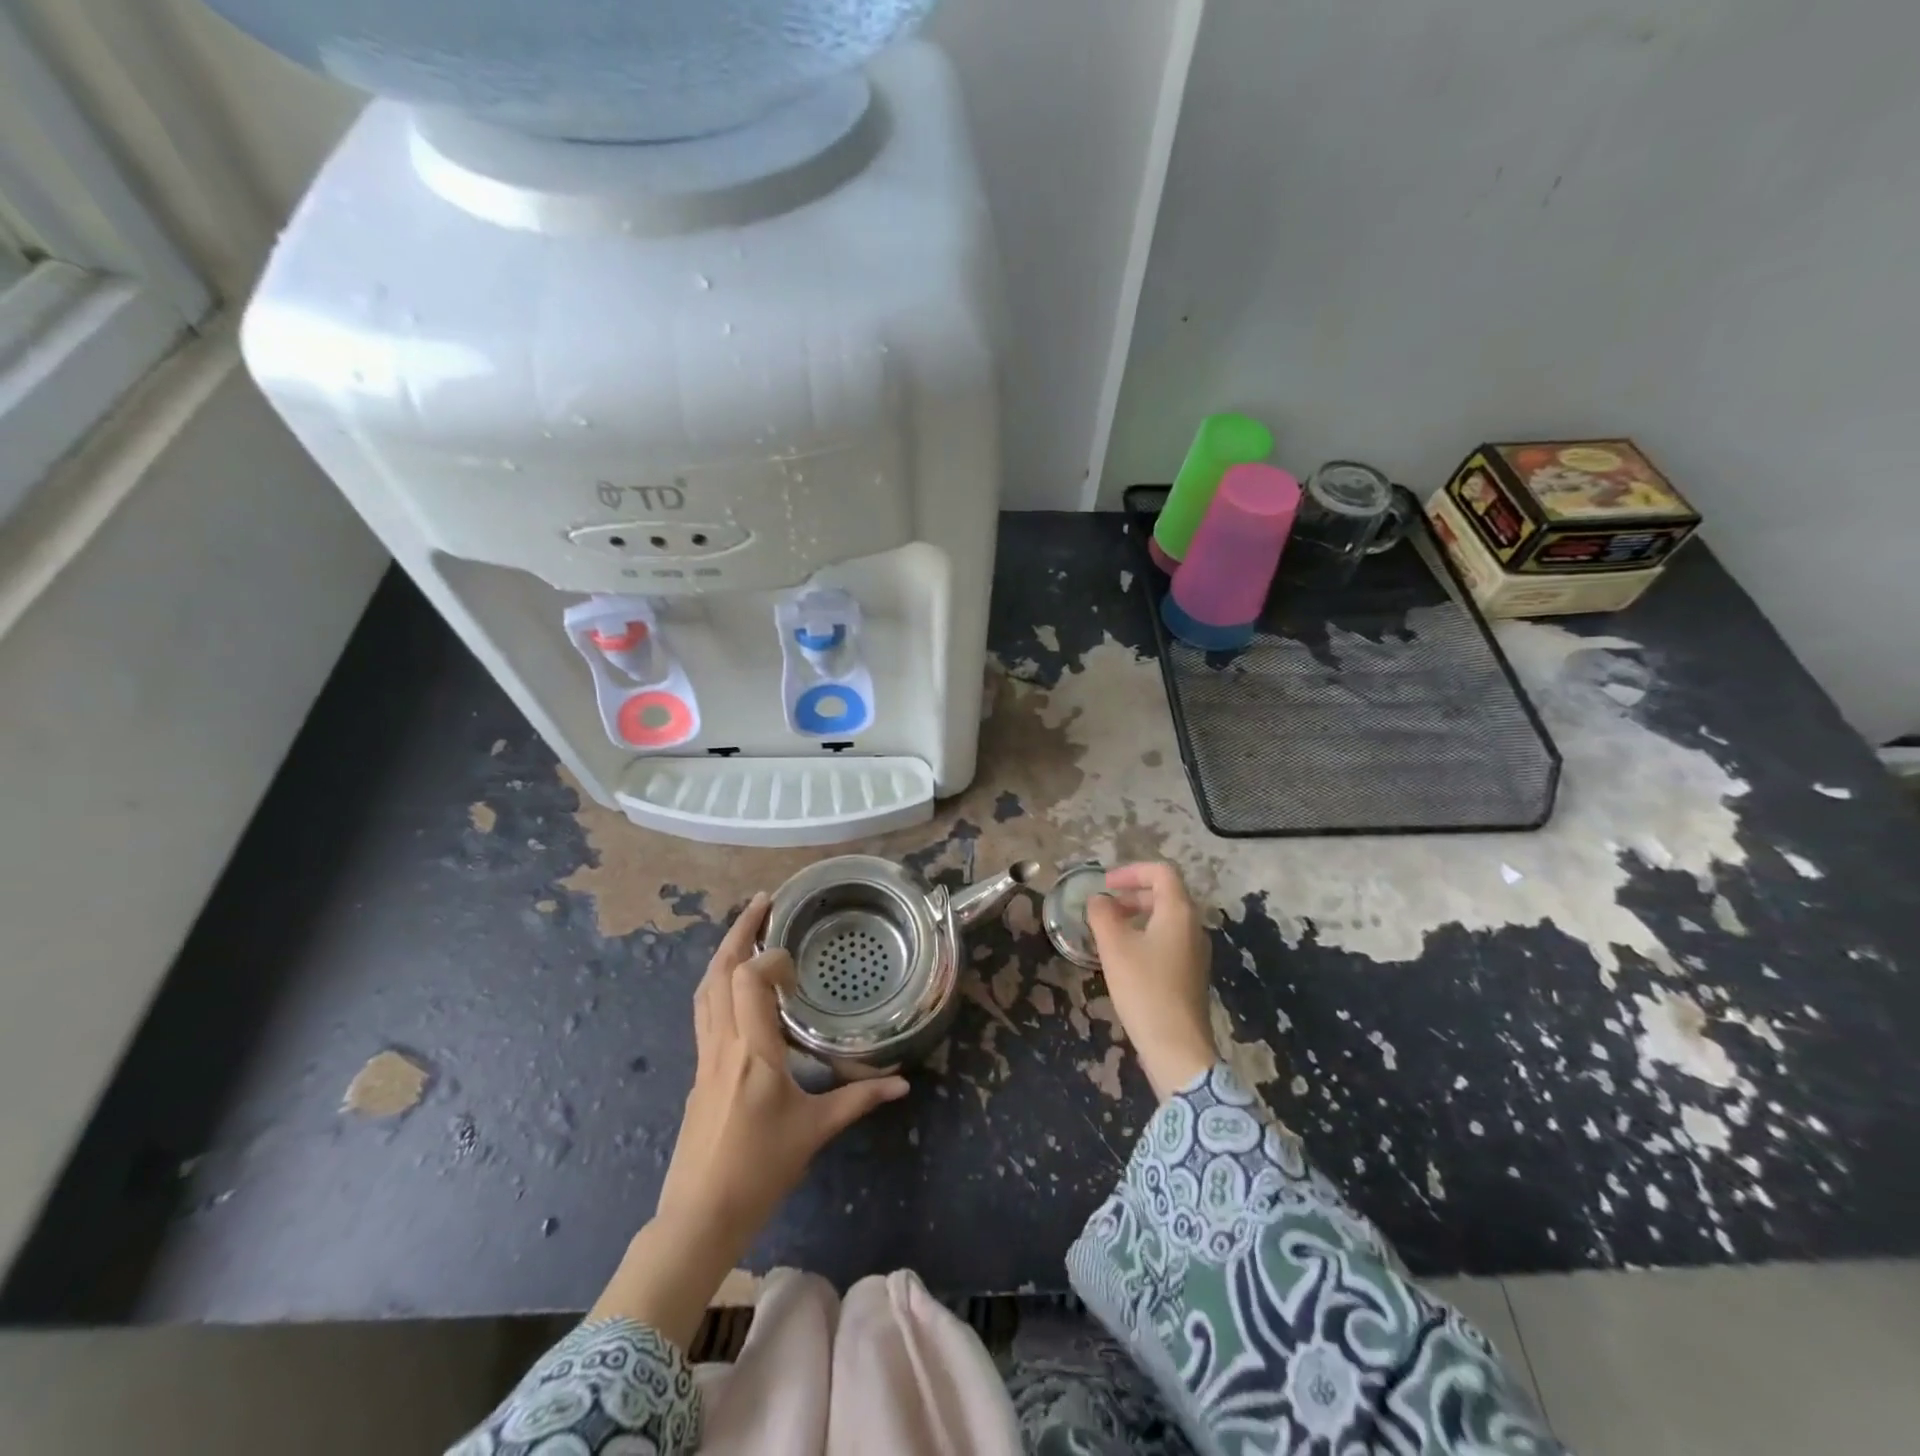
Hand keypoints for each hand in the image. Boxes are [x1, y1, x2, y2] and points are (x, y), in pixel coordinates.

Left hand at [589, 892, 907, 1344]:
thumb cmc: (759, 1170)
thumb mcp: (815, 1131)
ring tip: (747, 932)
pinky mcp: (698, 1073)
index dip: (771, 959)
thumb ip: (859, 1100)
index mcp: (752, 1052)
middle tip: (763, 902)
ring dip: (724, 954)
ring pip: (704, 991)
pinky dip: (719, 984)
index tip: (796, 962)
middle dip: (739, 932)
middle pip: (718, 973)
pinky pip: (704, 1012)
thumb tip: (903, 1083)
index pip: (749, 981)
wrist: (698, 1218)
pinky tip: (737, 989)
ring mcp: (704, 1058)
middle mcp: (722, 1045)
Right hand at [1084, 862, 1215, 1100]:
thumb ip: (1102, 914)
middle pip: (1165, 894)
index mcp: (1179, 911)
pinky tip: (1125, 958)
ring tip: (1109, 933)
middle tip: (1104, 908)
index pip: (1161, 872)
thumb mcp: (1114, 947)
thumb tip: (1098, 900)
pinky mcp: (1192, 973)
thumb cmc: (1144, 988)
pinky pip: (1169, 940)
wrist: (1177, 1047)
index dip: (1131, 871)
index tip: (1105, 885)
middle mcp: (1193, 926)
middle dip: (1132, 894)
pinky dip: (1146, 936)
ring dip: (1137, 916)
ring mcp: (1196, 951)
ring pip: (1166, 918)